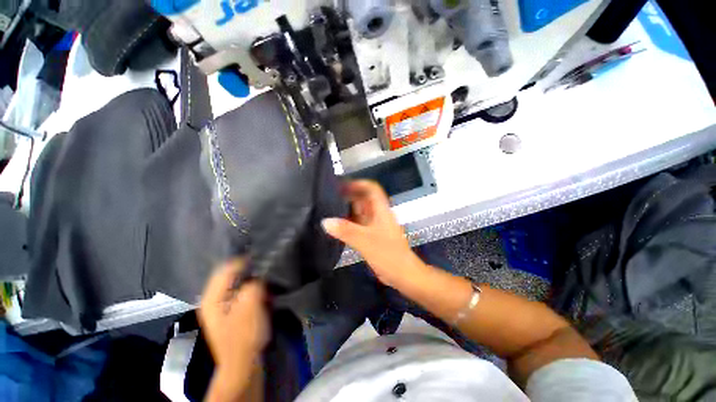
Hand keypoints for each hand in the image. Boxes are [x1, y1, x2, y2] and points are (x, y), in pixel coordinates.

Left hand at [199, 260, 268, 399]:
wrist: (243, 364)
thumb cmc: (244, 335)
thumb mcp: (250, 306)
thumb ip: (253, 284)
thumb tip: (259, 272)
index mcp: (212, 297)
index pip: (226, 267)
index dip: (245, 261)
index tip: (264, 260)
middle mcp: (213, 298)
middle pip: (231, 274)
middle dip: (250, 270)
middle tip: (267, 269)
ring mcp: (222, 306)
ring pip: (238, 283)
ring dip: (253, 280)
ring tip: (267, 279)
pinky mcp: (232, 311)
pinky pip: (242, 291)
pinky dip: (253, 288)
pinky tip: (263, 291)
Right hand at [322, 180, 424, 286]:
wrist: (403, 274)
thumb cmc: (388, 254)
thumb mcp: (365, 240)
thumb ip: (345, 230)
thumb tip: (325, 221)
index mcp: (381, 210)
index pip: (372, 189)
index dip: (358, 184)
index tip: (342, 186)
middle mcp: (379, 214)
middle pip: (364, 199)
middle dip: (349, 196)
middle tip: (329, 198)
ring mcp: (376, 225)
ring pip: (361, 212)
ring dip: (348, 210)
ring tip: (329, 210)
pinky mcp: (372, 235)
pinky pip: (359, 224)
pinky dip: (349, 223)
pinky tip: (337, 227)